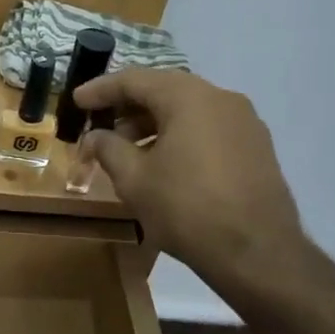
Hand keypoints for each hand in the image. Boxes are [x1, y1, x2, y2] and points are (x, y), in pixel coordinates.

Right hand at [75, 69, 310, 295]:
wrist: (257, 253)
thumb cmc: (186, 208)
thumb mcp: (134, 179)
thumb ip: (108, 148)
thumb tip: (95, 137)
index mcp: (188, 97)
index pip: (134, 80)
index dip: (100, 90)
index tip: (76, 101)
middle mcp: (221, 98)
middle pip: (163, 91)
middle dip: (127, 107)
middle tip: (99, 126)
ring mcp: (245, 122)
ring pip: (188, 110)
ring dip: (153, 123)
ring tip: (127, 150)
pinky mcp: (256, 147)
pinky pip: (208, 128)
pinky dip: (179, 135)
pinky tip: (163, 162)